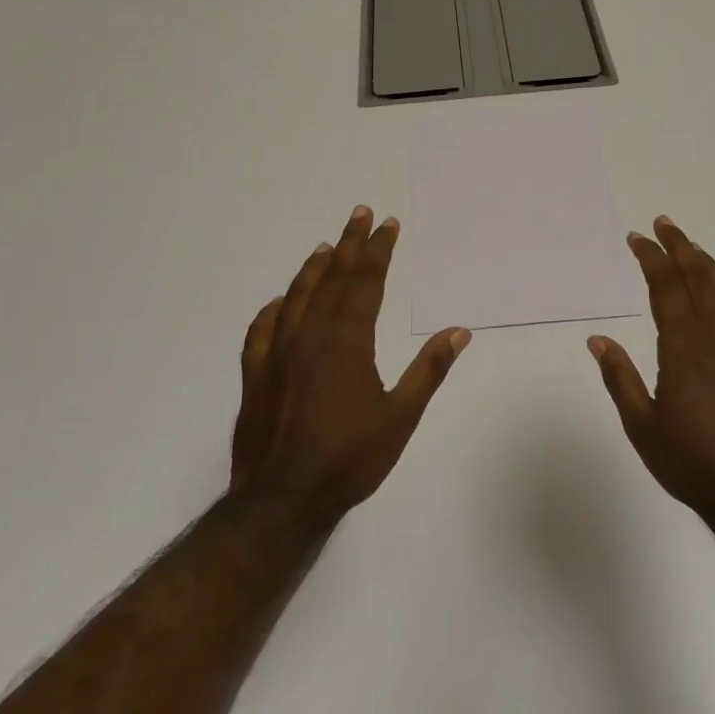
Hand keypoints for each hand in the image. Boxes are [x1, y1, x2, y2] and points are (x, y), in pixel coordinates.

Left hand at [231, 205, 470, 525]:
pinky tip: (279, 303)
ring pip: (297, 297)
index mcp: (347, 342)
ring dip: (314, 269)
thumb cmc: (349, 459)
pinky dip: (274, 309)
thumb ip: (428, 370)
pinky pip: (262, 330)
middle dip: (349, 244)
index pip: (366, 282)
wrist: (282, 499)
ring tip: (326, 247)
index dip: (378, 251)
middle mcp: (310, 337)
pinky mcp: (256, 375)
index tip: (387, 225)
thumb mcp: (401, 417)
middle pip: (332, 279)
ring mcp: (278, 354)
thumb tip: (459, 331)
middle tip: (359, 214)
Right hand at [588, 216, 714, 521]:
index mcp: (684, 349)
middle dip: (681, 248)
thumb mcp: (641, 425)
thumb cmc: (689, 461)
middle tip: (665, 224)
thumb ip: (620, 378)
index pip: (666, 289)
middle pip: (701, 280)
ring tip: (694, 249)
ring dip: (709, 267)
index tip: (637, 238)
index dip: (652, 259)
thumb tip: (598, 339)